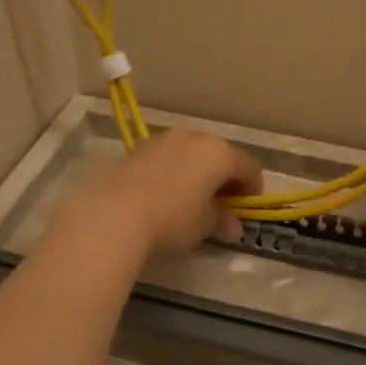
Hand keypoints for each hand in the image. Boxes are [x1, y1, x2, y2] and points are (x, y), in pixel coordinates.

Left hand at [56, 129, 263, 259]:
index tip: (248, 207)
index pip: (248, 166)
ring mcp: (161, 140)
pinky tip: (163, 196)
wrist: (112, 215)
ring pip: (189, 154)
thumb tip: (232, 226)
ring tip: (190, 200)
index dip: (253, 188)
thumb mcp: (203, 226)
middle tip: (221, 203)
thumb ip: (221, 221)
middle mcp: (192, 138)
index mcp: (218, 153)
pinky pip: (165, 159)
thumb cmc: (171, 220)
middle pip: (218, 155)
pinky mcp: (135, 150)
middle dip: (223, 177)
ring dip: (196, 173)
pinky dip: (172, 173)